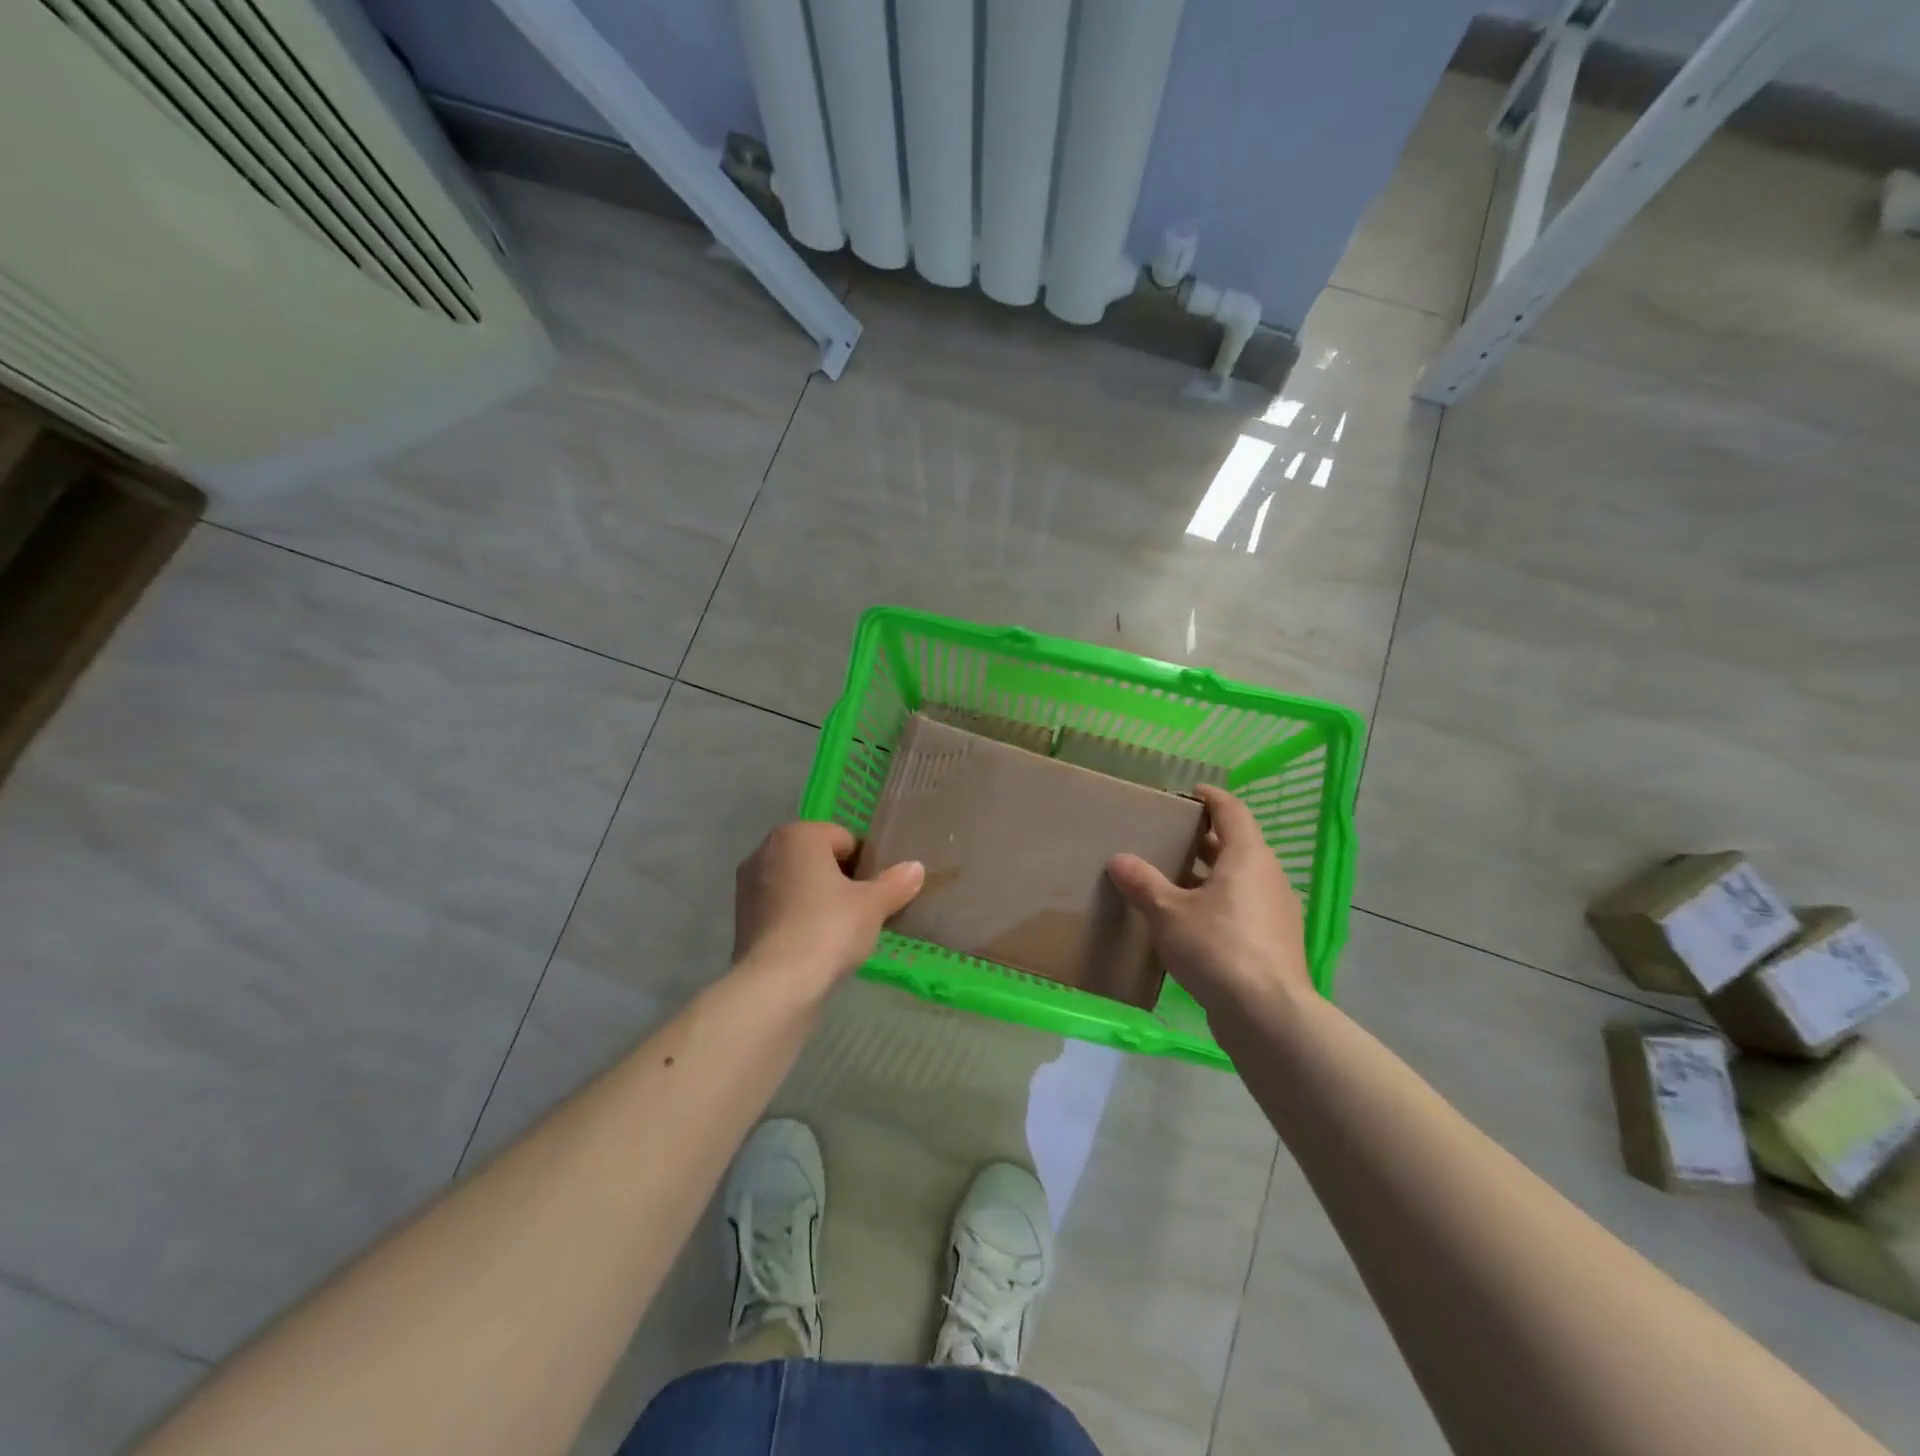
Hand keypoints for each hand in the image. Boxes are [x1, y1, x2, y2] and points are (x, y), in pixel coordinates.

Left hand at [733, 821, 924, 987]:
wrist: (776, 984)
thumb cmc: (828, 928)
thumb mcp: (873, 905)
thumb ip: (896, 883)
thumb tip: (916, 867)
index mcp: (798, 834)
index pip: (844, 838)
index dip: (865, 864)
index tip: (875, 892)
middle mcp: (766, 850)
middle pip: (817, 858)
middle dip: (839, 878)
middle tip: (860, 909)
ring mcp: (748, 884)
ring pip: (797, 882)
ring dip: (816, 898)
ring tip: (838, 930)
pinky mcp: (740, 917)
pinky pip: (780, 907)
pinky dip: (797, 918)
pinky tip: (814, 944)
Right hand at [1107, 784, 1311, 1017]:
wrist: (1268, 1014)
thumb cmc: (1217, 946)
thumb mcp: (1168, 912)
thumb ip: (1143, 883)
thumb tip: (1119, 860)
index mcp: (1248, 856)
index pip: (1232, 811)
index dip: (1211, 797)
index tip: (1190, 792)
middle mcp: (1269, 876)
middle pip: (1238, 845)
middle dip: (1206, 839)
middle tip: (1172, 837)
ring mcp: (1277, 912)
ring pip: (1242, 879)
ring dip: (1212, 874)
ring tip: (1176, 880)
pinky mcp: (1276, 943)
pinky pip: (1246, 908)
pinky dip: (1221, 903)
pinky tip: (1193, 922)